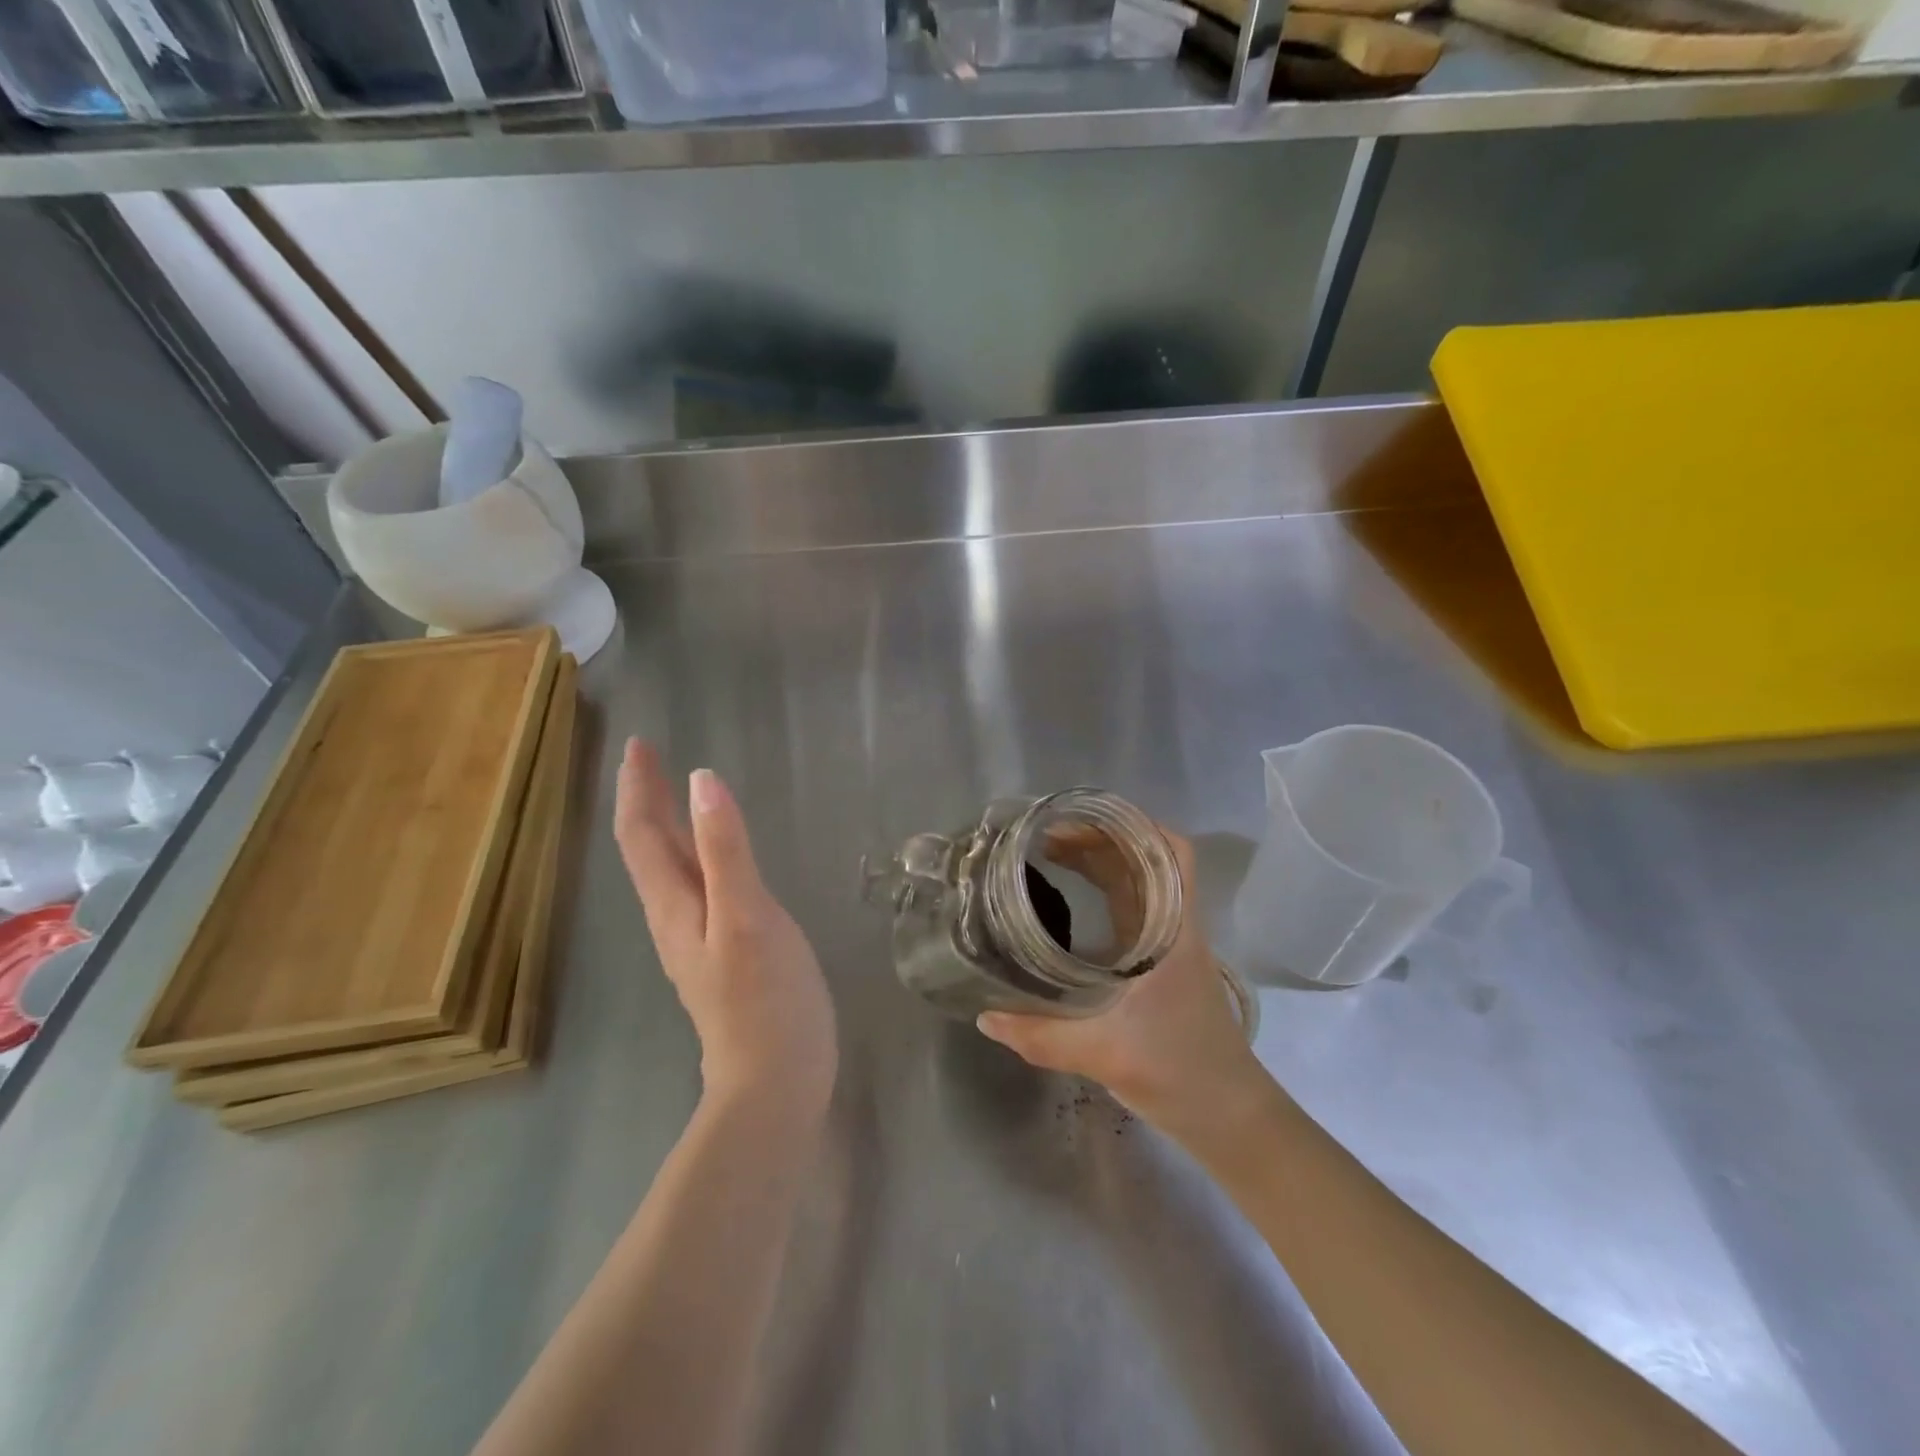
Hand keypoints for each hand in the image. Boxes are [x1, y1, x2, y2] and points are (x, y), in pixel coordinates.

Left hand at [613, 740, 837, 1119]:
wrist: (775, 1080)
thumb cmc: (764, 997)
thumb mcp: (746, 915)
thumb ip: (726, 849)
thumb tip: (702, 780)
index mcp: (674, 905)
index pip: (641, 834)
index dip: (636, 788)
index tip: (638, 745)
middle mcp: (675, 917)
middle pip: (649, 849)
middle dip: (645, 800)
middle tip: (649, 757)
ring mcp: (698, 938)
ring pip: (669, 869)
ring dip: (664, 825)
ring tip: (673, 794)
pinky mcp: (724, 952)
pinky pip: (696, 887)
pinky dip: (694, 853)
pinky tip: (713, 856)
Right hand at [977, 825, 1265, 1133]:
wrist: (1230, 1118)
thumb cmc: (1180, 1072)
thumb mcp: (1104, 1053)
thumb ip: (1041, 1035)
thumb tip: (986, 1015)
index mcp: (1174, 931)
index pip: (1174, 853)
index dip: (1137, 824)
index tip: (1084, 817)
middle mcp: (1176, 928)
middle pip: (1145, 861)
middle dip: (1099, 840)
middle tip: (1045, 838)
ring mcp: (1171, 946)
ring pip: (1139, 885)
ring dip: (1100, 865)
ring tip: (1049, 857)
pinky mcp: (1162, 966)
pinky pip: (1132, 912)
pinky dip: (1103, 895)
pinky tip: (1070, 905)